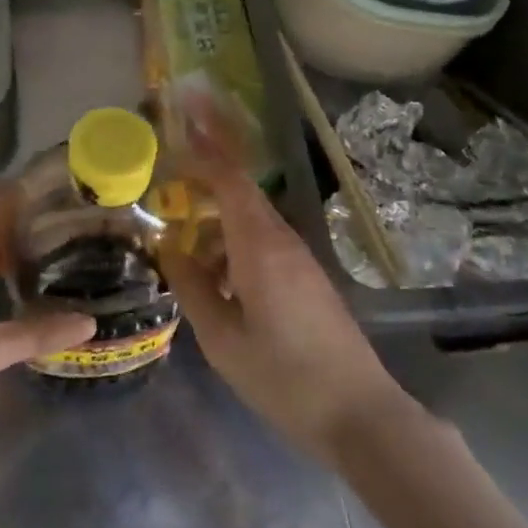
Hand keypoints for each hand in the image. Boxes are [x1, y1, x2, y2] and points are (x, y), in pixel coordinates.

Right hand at [158, 107, 407, 463]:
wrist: (359, 414)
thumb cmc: (284, 377)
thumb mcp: (222, 339)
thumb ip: (191, 287)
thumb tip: (168, 247)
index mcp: (259, 246)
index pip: (229, 177)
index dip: (205, 143)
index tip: (182, 113)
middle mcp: (281, 240)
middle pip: (240, 188)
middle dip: (207, 166)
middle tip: (170, 162)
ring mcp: (298, 258)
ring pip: (249, 217)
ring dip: (215, 214)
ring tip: (179, 232)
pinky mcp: (305, 277)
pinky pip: (260, 242)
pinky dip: (230, 241)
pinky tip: (212, 272)